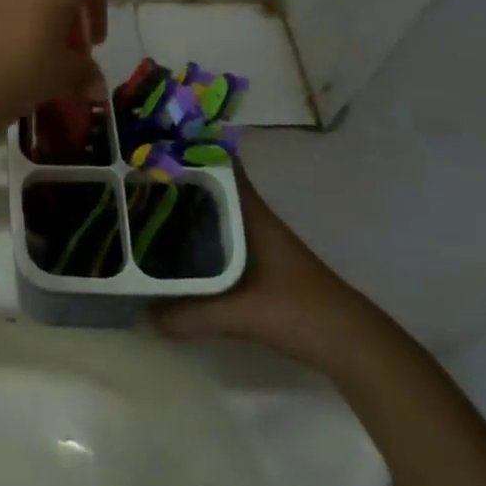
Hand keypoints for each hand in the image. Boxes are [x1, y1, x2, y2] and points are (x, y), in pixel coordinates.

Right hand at [154, 156, 377, 370]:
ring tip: (144, 204)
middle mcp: (252, 216)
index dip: (190, 147)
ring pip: (214, 209)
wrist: (350, 344)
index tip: (153, 141)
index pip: (220, 162)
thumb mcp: (240, 314)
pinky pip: (220, 233)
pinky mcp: (260, 261)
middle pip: (210, 184)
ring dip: (186, 206)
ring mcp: (258, 238)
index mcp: (250, 211)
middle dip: (176, 178)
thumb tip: (143, 314)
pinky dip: (198, 232)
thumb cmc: (298, 311)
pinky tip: (176, 246)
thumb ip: (190, 315)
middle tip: (135, 174)